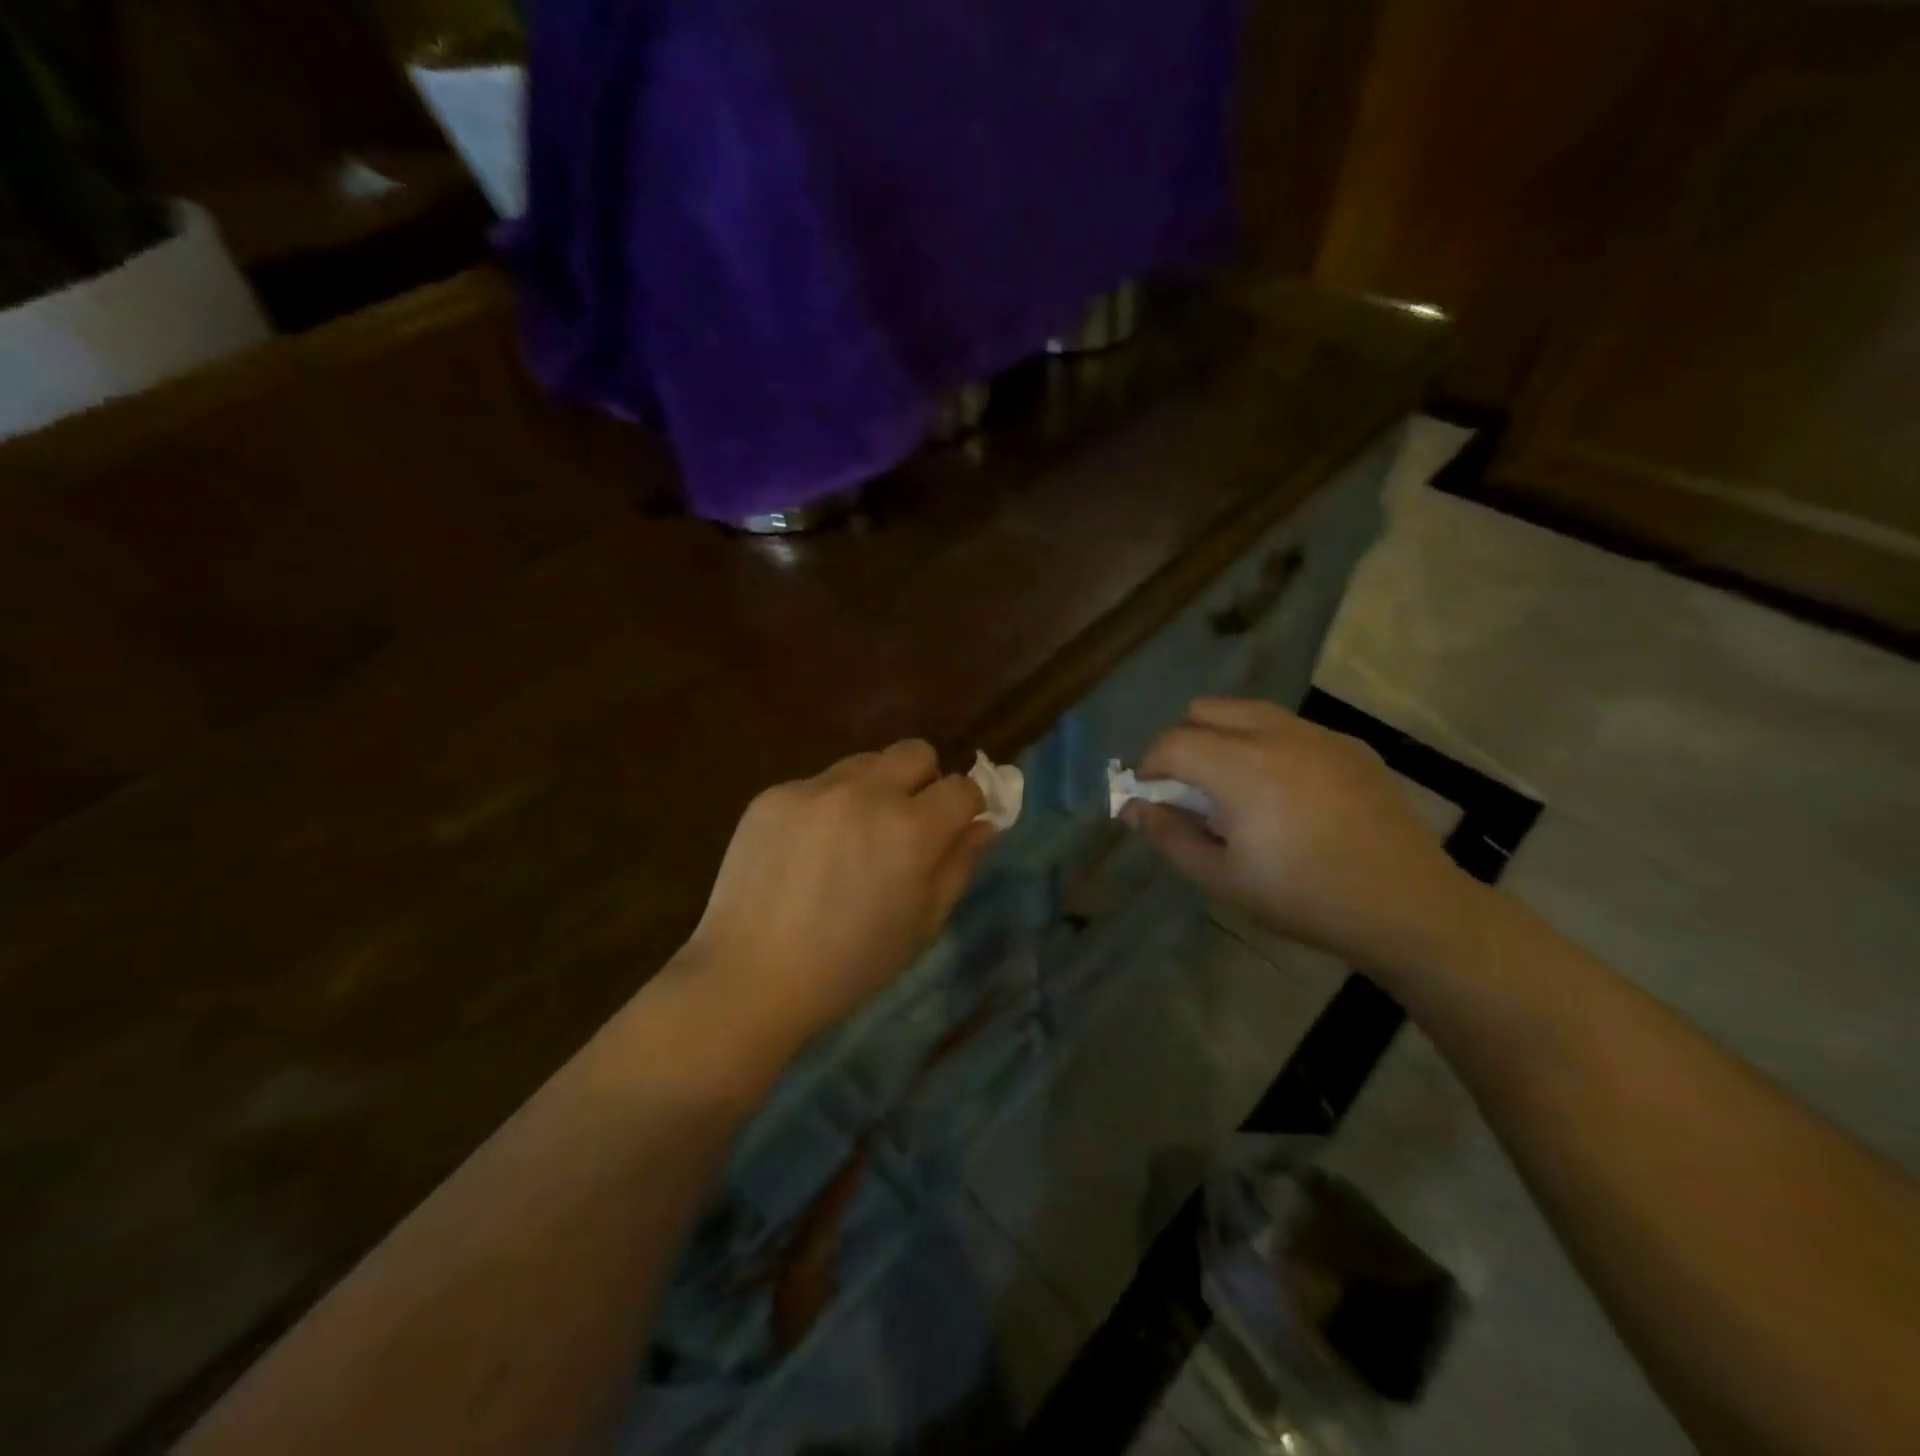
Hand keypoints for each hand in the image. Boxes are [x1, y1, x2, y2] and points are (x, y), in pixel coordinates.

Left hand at [685, 740, 996, 1053]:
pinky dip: (828, 806)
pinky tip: (808, 850)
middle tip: (907, 824)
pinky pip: (818, 784)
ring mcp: (814, 789)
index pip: (963, 787)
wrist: (750, 976)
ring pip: (865, 762)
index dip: (969, 805)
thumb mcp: (923, 924)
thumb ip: (960, 864)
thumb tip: (986, 822)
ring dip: (875, 788)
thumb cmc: (851, 964)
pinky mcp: (774, 794)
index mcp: (911, 830)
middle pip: (915, 752)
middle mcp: (866, 793)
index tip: (958, 826)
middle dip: (924, 780)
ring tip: (853, 836)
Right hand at [1125, 698, 1472, 969]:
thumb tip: (1134, 808)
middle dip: (1184, 743)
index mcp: (1240, 766)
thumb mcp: (1222, 877)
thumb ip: (1169, 835)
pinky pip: (1290, 728)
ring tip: (1237, 789)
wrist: (1408, 906)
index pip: (1171, 742)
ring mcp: (1318, 734)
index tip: (1152, 800)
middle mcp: (1276, 733)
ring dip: (1224, 739)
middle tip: (1191, 790)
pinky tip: (1288, 795)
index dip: (1149, 768)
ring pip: (1248, 712)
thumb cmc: (1303, 897)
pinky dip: (1268, 746)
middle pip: (1205, 710)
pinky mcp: (1350, 745)